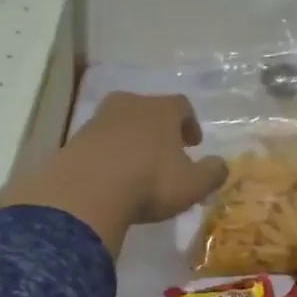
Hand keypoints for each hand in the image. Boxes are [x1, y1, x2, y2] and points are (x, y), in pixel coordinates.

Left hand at [64, 92, 228, 223]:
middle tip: (166, 151)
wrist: (87, 191)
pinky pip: (99, 142)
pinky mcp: (75, 140)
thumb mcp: (193, 184)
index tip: (193, 144)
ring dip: (132, 140)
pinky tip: (111, 177)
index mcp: (162, 109)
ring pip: (122, 124)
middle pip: (148, 109)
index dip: (190, 123)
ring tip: (137, 166)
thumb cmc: (150, 182)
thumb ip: (213, 173)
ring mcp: (98, 120)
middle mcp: (130, 105)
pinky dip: (108, 154)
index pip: (182, 105)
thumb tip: (221, 165)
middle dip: (159, 129)